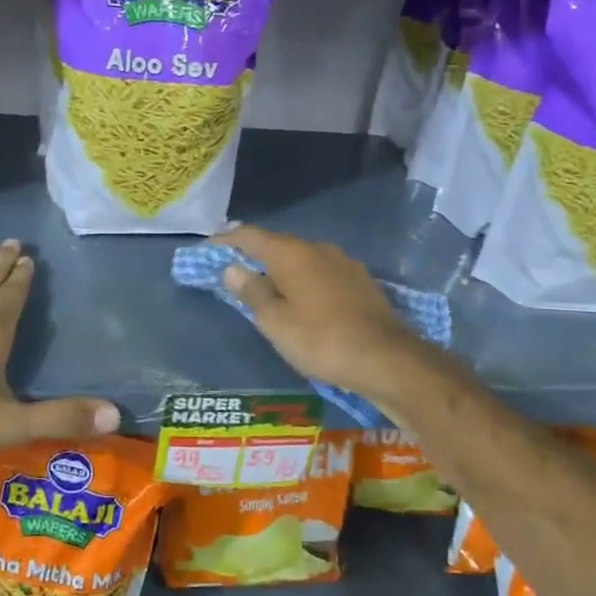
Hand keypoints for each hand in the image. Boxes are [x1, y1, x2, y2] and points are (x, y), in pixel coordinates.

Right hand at [217, 225, 438, 400]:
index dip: (227, 240)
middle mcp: (318, 249)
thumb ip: (252, 292)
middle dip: (255, 255)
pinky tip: (303, 299)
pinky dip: (305, 281)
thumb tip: (232, 268)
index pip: (250, 236)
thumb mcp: (275, 322)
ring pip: (303, 259)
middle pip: (278, 245)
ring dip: (282, 269)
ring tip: (267, 287)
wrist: (387, 359)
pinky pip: (322, 274)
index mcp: (291, 253)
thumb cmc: (320, 340)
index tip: (208, 249)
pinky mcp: (362, 283)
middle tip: (234, 270)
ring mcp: (344, 264)